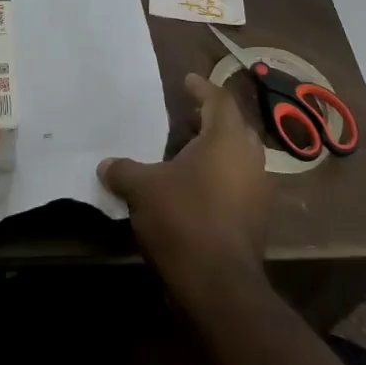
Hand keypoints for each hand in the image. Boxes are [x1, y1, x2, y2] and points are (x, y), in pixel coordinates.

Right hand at [98, 73, 268, 283]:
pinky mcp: (258, 218)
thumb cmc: (183, 219)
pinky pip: (240, 183)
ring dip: (217, 151)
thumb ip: (125, 171)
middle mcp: (250, 157)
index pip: (219, 100)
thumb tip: (106, 164)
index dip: (202, 88)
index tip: (187, 80)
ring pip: (240, 157)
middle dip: (212, 120)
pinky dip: (221, 177)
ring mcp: (259, 189)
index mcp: (226, 139)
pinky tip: (197, 188)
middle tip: (187, 117)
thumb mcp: (143, 189)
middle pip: (235, 127)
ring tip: (188, 153)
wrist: (219, 283)